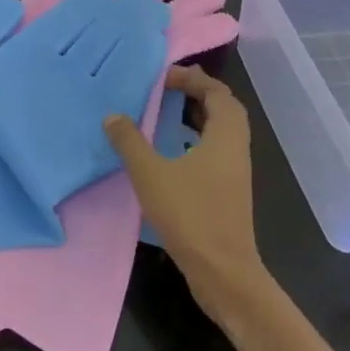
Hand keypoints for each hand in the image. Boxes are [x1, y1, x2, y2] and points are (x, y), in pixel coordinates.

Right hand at [104, 67, 266, 315]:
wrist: (224, 273)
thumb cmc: (191, 216)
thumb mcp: (150, 174)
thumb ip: (130, 142)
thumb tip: (114, 115)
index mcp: (225, 137)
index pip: (217, 92)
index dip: (192, 79)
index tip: (163, 77)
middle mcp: (235, 149)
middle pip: (224, 109)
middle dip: (198, 93)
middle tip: (167, 88)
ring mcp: (235, 173)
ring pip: (221, 132)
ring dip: (198, 117)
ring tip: (166, 113)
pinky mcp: (229, 193)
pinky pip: (215, 151)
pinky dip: (196, 140)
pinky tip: (170, 152)